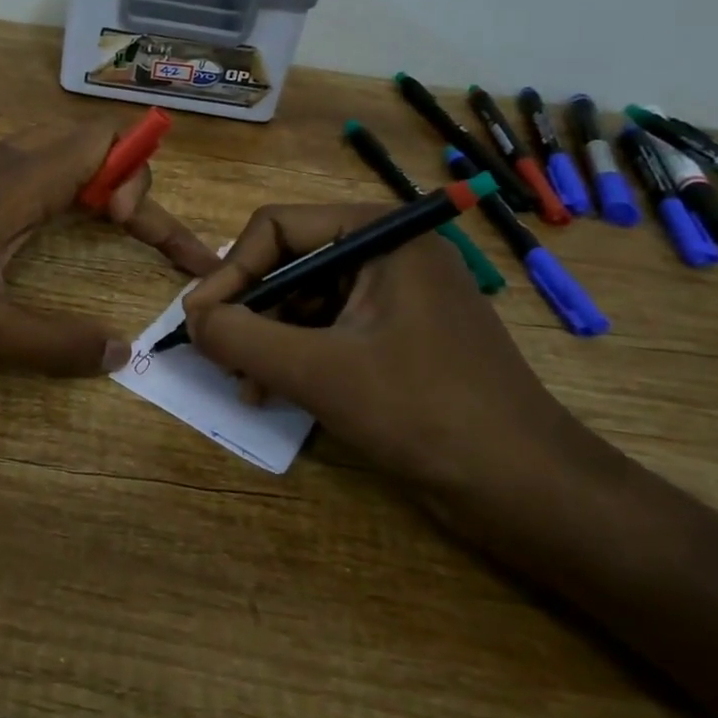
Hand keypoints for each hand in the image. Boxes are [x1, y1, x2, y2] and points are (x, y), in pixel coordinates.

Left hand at [0, 119, 220, 375]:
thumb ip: (55, 343)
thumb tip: (121, 352)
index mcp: (24, 180)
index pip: (110, 146)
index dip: (142, 182)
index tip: (134, 233)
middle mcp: (8, 157)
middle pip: (92, 139)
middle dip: (130, 179)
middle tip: (136, 232)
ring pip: (60, 147)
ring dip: (96, 179)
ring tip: (109, 227)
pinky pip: (32, 160)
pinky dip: (63, 181)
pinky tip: (49, 224)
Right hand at [182, 205, 582, 502]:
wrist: (526, 489)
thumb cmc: (423, 411)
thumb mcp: (317, 371)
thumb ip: (241, 337)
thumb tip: (190, 319)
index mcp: (380, 235)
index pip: (277, 228)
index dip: (230, 271)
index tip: (197, 320)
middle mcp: (387, 254)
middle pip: (288, 264)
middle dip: (248, 310)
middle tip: (213, 352)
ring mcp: (395, 297)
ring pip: (303, 302)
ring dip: (266, 339)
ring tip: (240, 382)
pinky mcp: (396, 338)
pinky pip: (327, 331)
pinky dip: (294, 357)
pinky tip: (270, 392)